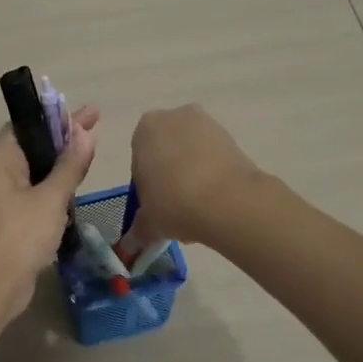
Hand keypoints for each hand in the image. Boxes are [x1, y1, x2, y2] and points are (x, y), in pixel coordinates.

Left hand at [0, 105, 99, 317]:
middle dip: (63, 138)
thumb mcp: (51, 197)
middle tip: (95, 125)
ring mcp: (1, 198)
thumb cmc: (19, 234)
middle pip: (33, 146)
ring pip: (35, 172)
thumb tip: (85, 132)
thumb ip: (70, 165)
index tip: (88, 112)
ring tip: (90, 153)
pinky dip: (53, 188)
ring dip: (59, 164)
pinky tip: (74, 189)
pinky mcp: (10, 221)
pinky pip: (34, 194)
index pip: (27, 124)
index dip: (57, 116)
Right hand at [122, 105, 262, 251]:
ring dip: (192, 175)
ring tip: (199, 209)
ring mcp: (207, 124)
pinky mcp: (232, 138)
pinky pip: (214, 158)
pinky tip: (215, 202)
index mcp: (145, 128)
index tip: (155, 205)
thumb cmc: (173, 202)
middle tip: (175, 207)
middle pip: (167, 150)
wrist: (227, 200)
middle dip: (170, 175)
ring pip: (192, 153)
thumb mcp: (148, 221)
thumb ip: (138, 230)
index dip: (146, 185)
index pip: (139, 159)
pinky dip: (213, 175)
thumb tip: (130, 245)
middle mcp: (174, 117)